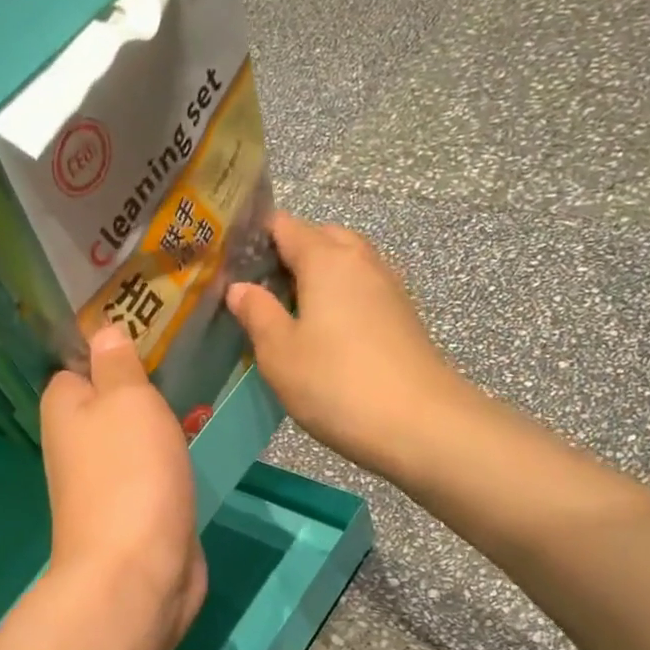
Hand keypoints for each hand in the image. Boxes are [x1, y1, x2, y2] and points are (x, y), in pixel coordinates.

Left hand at [40, 327, 206, 649]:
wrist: (139, 572)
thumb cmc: (130, 473)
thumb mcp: (127, 399)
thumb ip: (117, 364)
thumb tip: (102, 332)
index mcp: (64, 408)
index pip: (78, 363)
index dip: (110, 347)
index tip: (153, 330)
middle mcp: (77, 443)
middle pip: (110, 400)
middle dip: (144, 386)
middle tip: (189, 361)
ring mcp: (106, 481)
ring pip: (135, 437)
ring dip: (162, 424)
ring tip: (201, 394)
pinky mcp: (136, 510)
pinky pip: (153, 470)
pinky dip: (172, 459)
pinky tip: (197, 444)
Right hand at [227, 212, 470, 478]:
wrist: (418, 423)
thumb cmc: (336, 383)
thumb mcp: (279, 352)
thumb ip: (257, 313)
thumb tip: (240, 288)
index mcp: (326, 259)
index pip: (286, 226)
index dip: (256, 236)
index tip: (231, 260)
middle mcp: (361, 261)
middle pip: (322, 238)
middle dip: (290, 254)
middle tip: (260, 290)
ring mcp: (388, 288)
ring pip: (346, 265)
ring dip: (318, 278)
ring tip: (289, 313)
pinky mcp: (403, 317)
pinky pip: (362, 291)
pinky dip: (340, 299)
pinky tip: (325, 334)